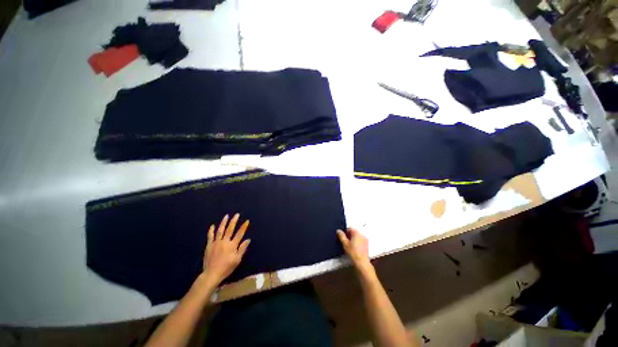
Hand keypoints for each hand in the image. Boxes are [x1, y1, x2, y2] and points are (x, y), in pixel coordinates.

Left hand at [201, 213, 250, 287]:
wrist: (211, 274)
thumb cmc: (226, 267)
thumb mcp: (237, 260)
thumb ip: (242, 249)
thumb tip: (248, 239)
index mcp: (232, 245)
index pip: (240, 233)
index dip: (244, 227)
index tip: (247, 221)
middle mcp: (224, 241)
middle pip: (230, 229)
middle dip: (234, 221)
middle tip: (236, 214)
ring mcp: (216, 242)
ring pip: (220, 230)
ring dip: (224, 222)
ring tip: (226, 216)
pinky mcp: (209, 245)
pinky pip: (210, 236)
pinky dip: (211, 230)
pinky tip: (213, 225)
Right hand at [337, 227, 371, 271]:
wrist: (362, 262)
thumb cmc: (353, 252)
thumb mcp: (345, 244)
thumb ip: (341, 236)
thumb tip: (338, 230)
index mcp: (357, 233)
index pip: (350, 228)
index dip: (345, 232)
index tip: (342, 237)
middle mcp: (362, 234)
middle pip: (354, 232)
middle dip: (349, 235)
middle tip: (345, 241)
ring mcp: (365, 239)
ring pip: (357, 236)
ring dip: (353, 238)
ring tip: (349, 245)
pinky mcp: (367, 244)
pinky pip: (360, 240)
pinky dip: (357, 241)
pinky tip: (354, 247)